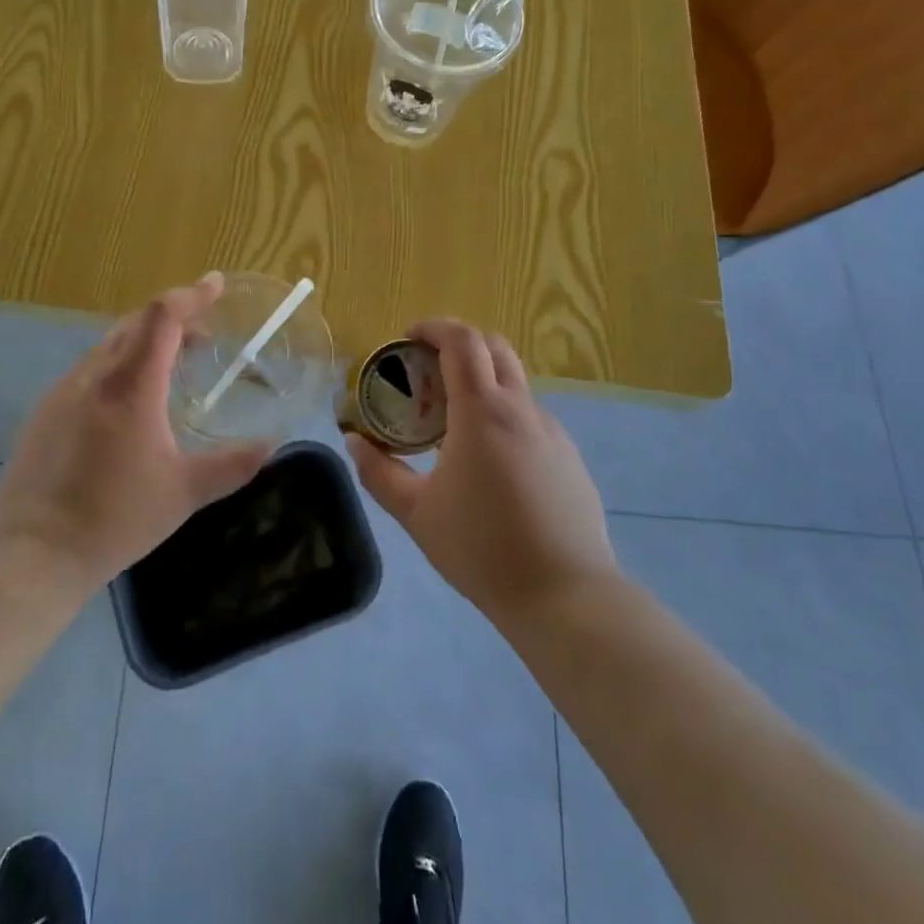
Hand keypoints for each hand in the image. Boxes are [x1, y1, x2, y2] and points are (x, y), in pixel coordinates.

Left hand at [0, 274, 271, 594]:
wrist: (35, 554)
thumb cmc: (116, 518)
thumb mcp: (184, 493)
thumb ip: (232, 464)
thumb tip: (271, 445)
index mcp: (130, 386)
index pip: (162, 317)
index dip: (192, 295)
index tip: (217, 283)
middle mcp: (94, 376)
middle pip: (135, 323)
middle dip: (173, 318)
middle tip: (204, 336)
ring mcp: (63, 391)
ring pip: (109, 345)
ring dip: (144, 342)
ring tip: (171, 366)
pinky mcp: (44, 412)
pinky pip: (89, 370)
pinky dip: (118, 365)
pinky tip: (128, 402)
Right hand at [346, 319, 616, 627]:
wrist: (565, 595)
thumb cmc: (482, 549)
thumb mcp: (417, 513)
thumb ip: (379, 473)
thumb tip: (354, 443)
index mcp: (483, 411)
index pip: (462, 341)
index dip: (434, 327)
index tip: (408, 337)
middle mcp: (522, 410)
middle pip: (495, 347)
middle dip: (459, 344)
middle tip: (427, 370)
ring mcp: (552, 432)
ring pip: (515, 383)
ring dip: (482, 381)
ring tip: (452, 421)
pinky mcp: (569, 458)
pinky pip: (530, 418)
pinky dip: (503, 415)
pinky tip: (489, 461)